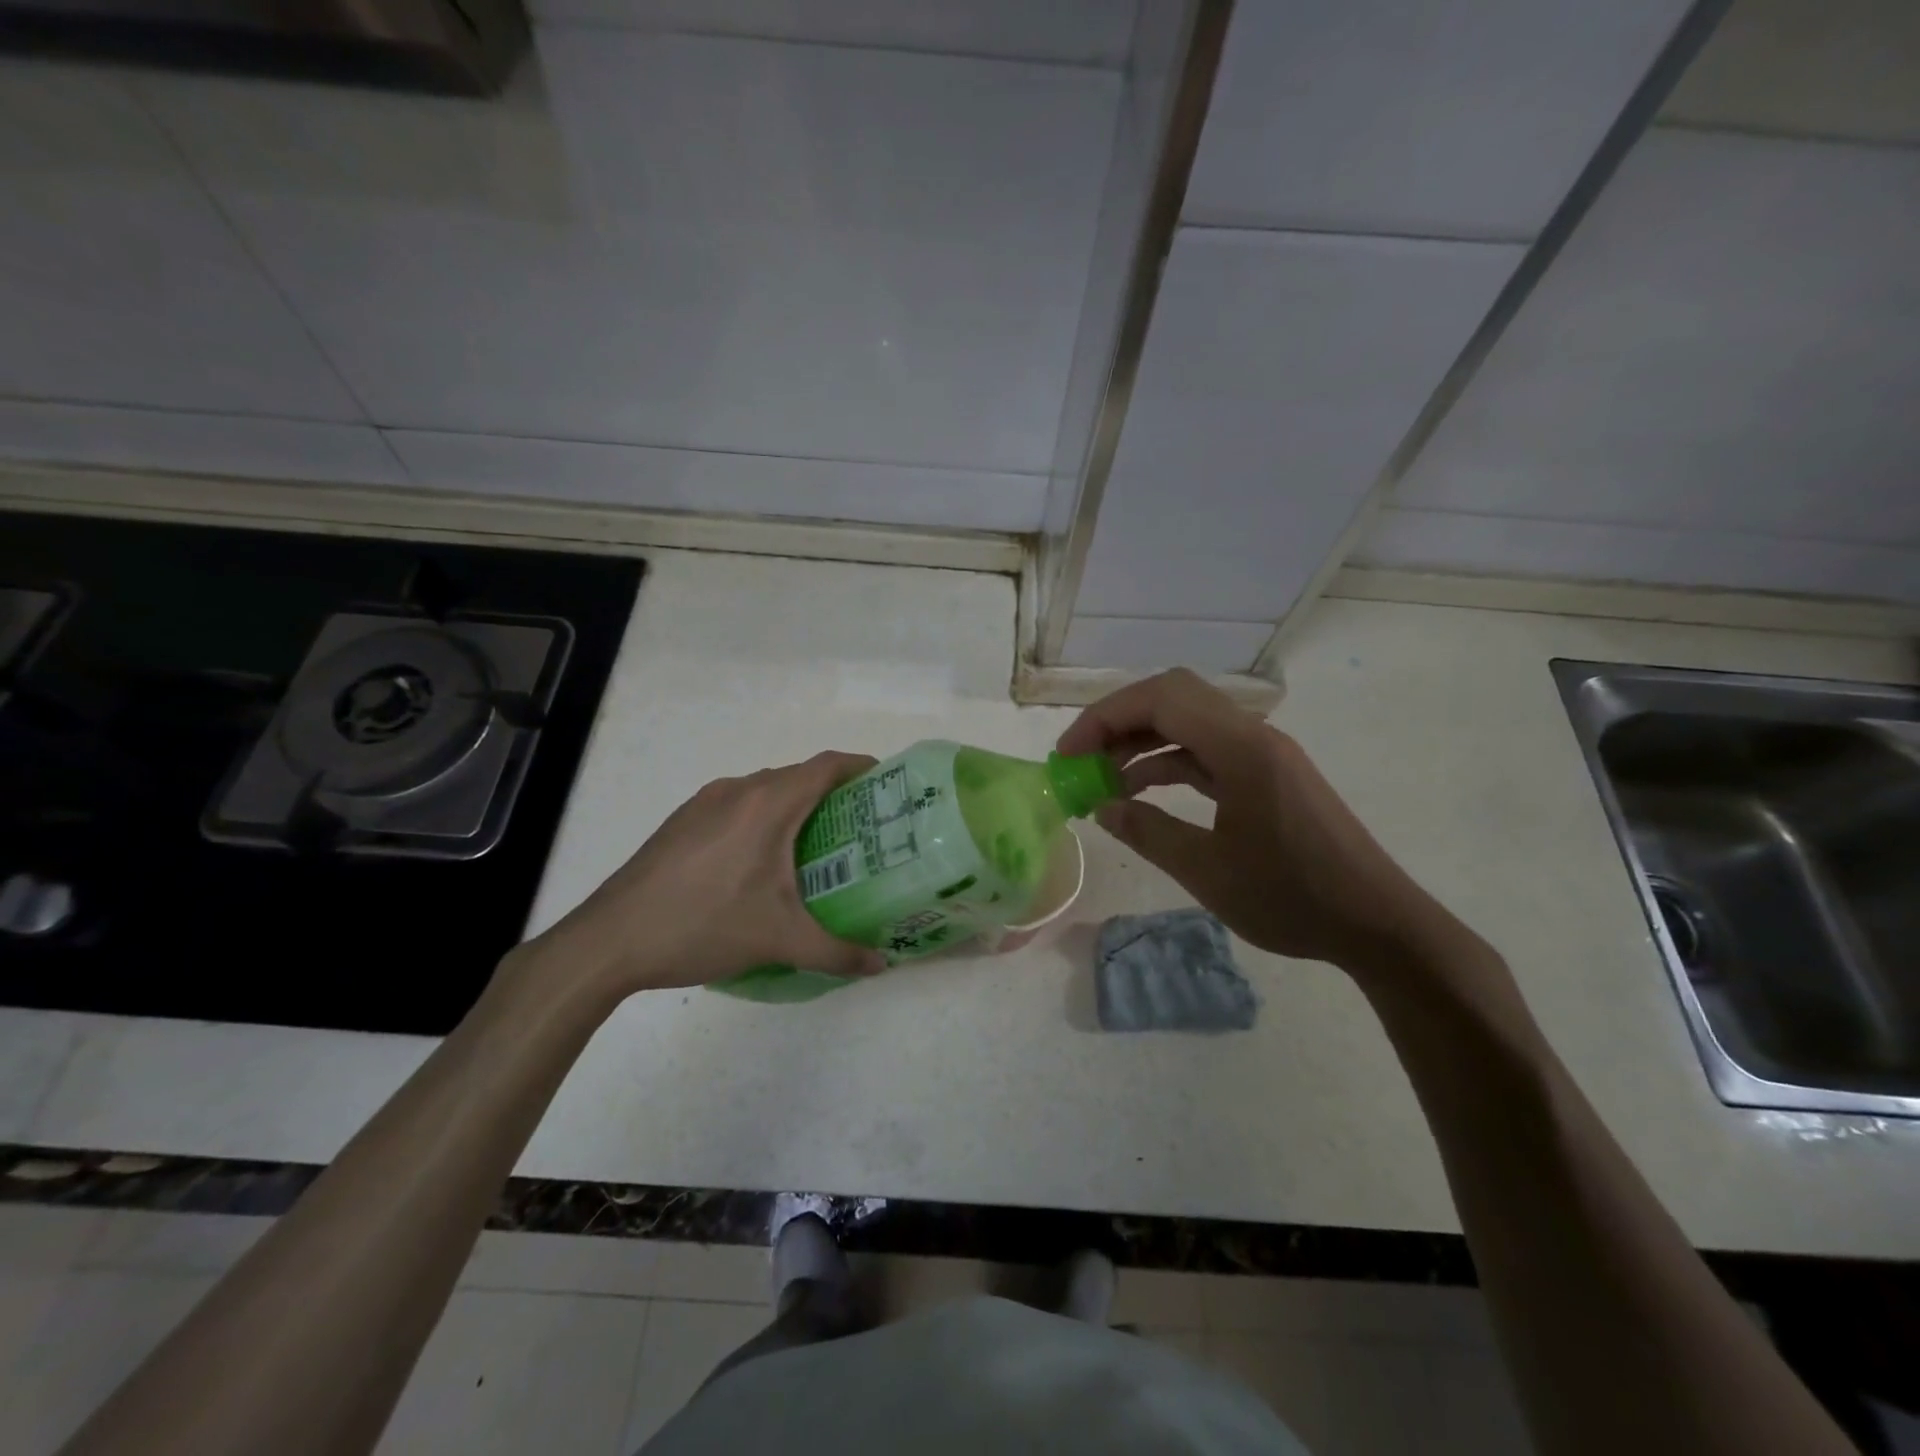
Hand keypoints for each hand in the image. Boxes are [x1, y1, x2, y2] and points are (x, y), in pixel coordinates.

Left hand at [524, 752, 887, 1003]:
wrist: (609, 941)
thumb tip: (880, 966)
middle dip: (833, 794)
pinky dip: (761, 819)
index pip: (828, 765)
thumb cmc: (703, 926)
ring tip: (815, 847)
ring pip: (764, 790)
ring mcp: (704, 803)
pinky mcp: (681, 822)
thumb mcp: (779, 941)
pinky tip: (759, 863)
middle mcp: (738, 790)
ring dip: (794, 807)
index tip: (887, 785)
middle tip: (860, 829)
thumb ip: (837, 952)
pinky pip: (736, 805)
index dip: (862, 767)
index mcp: (769, 804)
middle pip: (798, 776)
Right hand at [1057, 669, 1435, 976]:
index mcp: (1241, 747)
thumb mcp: (1208, 872)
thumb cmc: (1293, 898)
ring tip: (1103, 781)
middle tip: (1081, 760)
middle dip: (1118, 722)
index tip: (1068, 755)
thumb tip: (1102, 807)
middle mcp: (1253, 735)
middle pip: (1172, 698)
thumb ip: (1148, 832)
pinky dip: (1168, 763)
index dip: (1104, 718)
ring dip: (1141, 743)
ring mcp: (1263, 754)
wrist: (1379, 924)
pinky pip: (1207, 751)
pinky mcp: (1269, 775)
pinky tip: (1142, 791)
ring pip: (1188, 723)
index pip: (1160, 699)